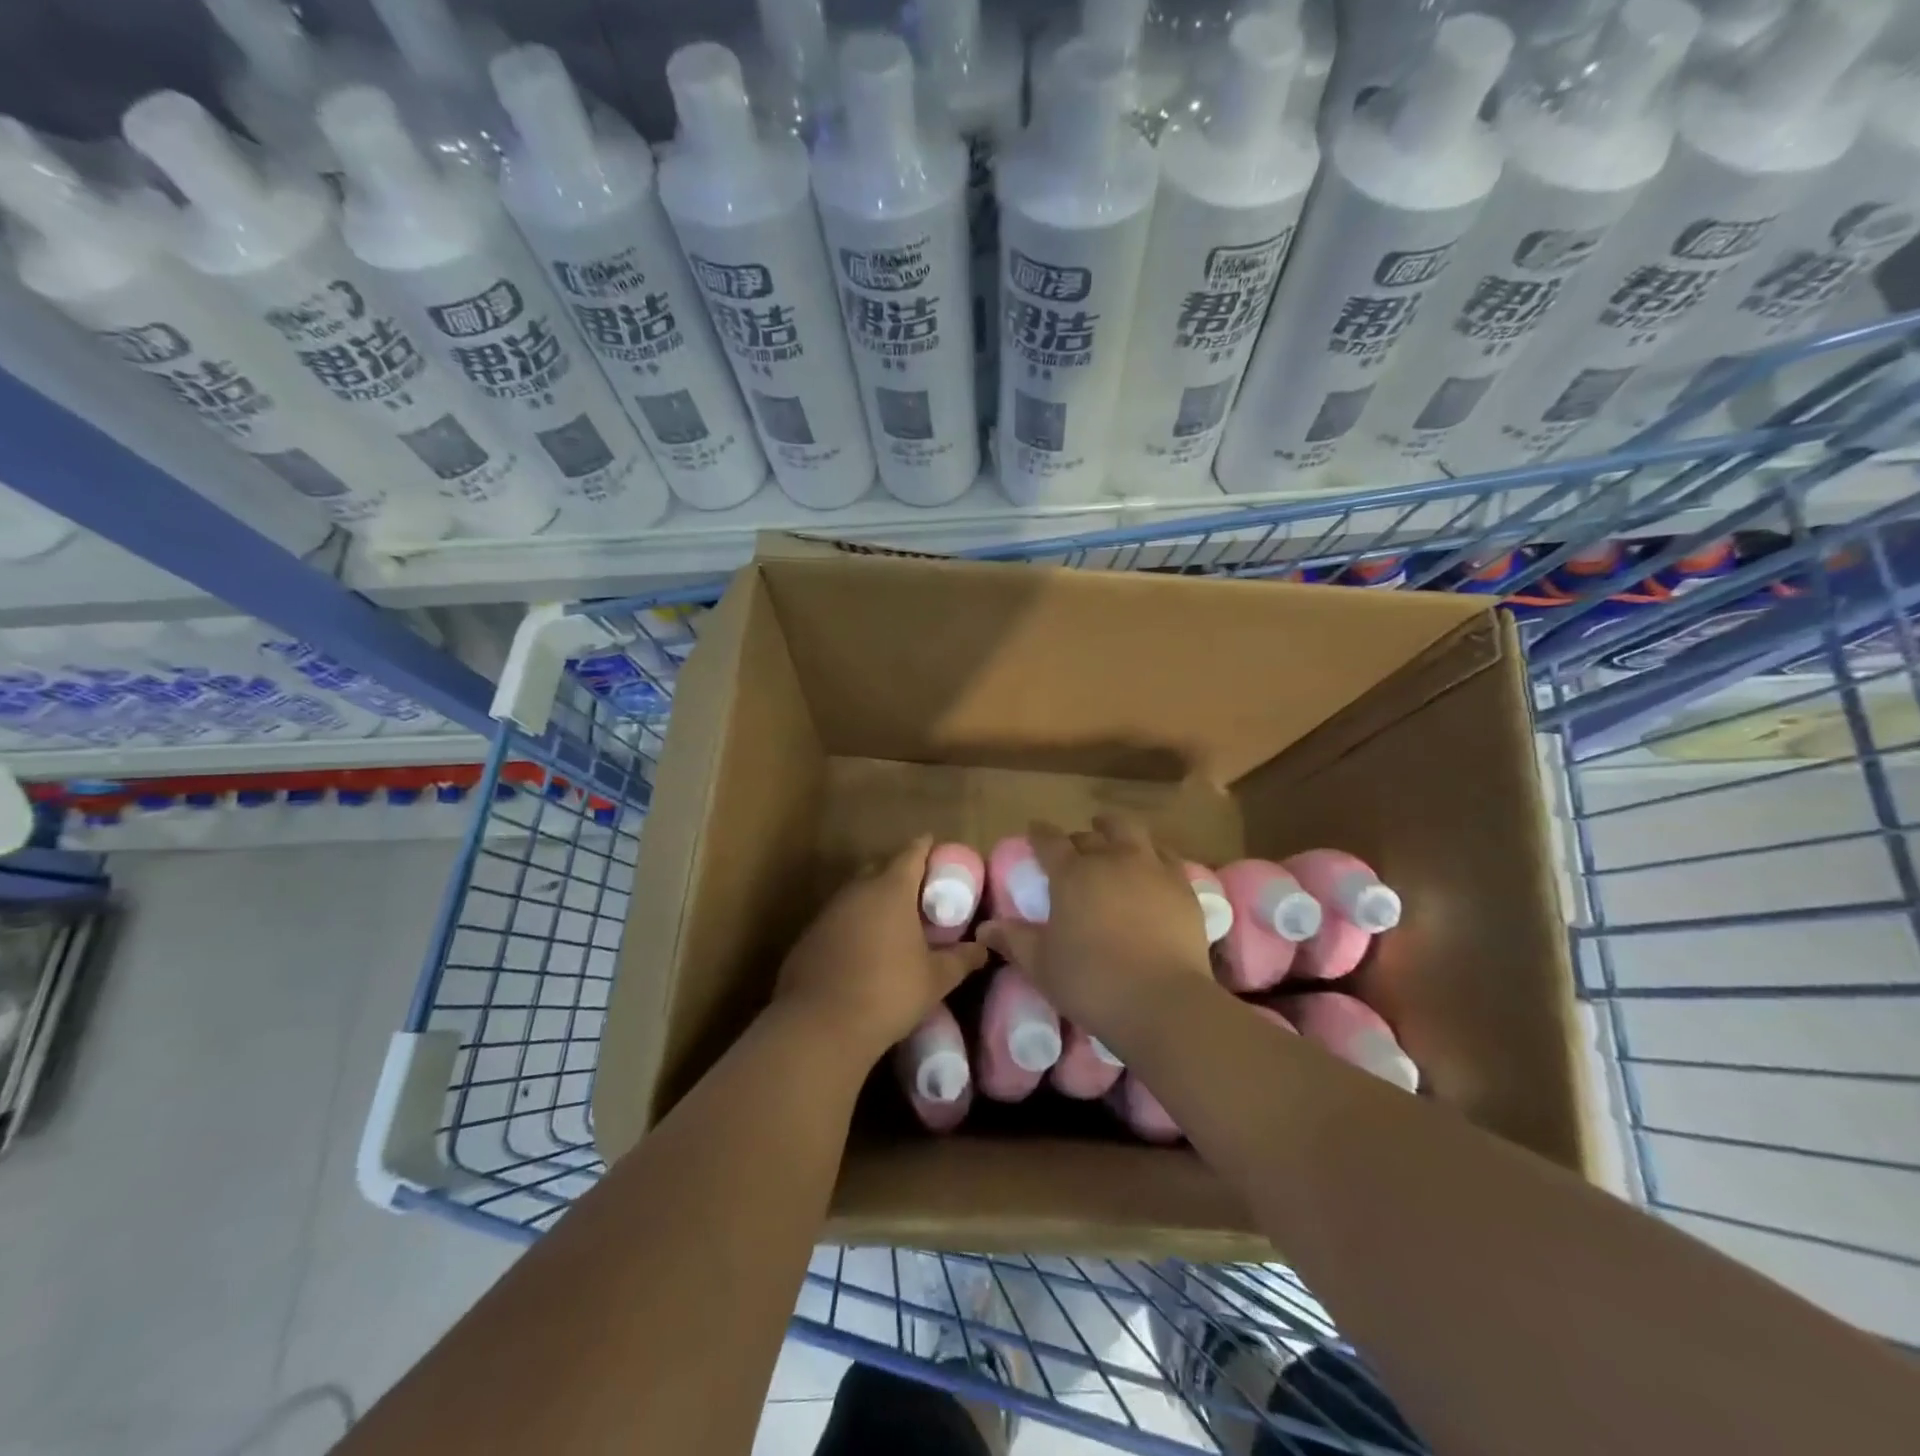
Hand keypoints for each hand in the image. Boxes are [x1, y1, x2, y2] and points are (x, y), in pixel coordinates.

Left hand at [774, 835, 987, 1061]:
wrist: (819, 1024)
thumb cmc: (888, 992)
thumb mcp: (935, 979)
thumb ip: (962, 959)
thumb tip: (983, 949)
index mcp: (892, 890)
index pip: (911, 853)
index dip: (925, 848)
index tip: (935, 847)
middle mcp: (857, 890)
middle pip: (880, 868)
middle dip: (898, 873)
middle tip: (918, 891)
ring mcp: (829, 911)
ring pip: (856, 893)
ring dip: (873, 899)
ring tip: (892, 922)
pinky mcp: (809, 935)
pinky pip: (838, 918)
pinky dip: (853, 923)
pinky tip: (862, 949)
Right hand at [978, 815, 1214, 1043]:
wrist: (1162, 1001)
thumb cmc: (1091, 982)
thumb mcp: (1041, 965)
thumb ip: (1013, 940)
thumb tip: (985, 928)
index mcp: (1072, 874)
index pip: (1049, 841)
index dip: (1040, 834)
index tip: (1035, 829)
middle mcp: (1111, 859)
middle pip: (1091, 834)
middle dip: (1079, 837)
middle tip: (1075, 849)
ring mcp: (1151, 868)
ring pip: (1132, 832)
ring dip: (1117, 831)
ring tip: (1113, 837)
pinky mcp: (1183, 886)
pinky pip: (1166, 855)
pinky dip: (1153, 854)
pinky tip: (1153, 866)